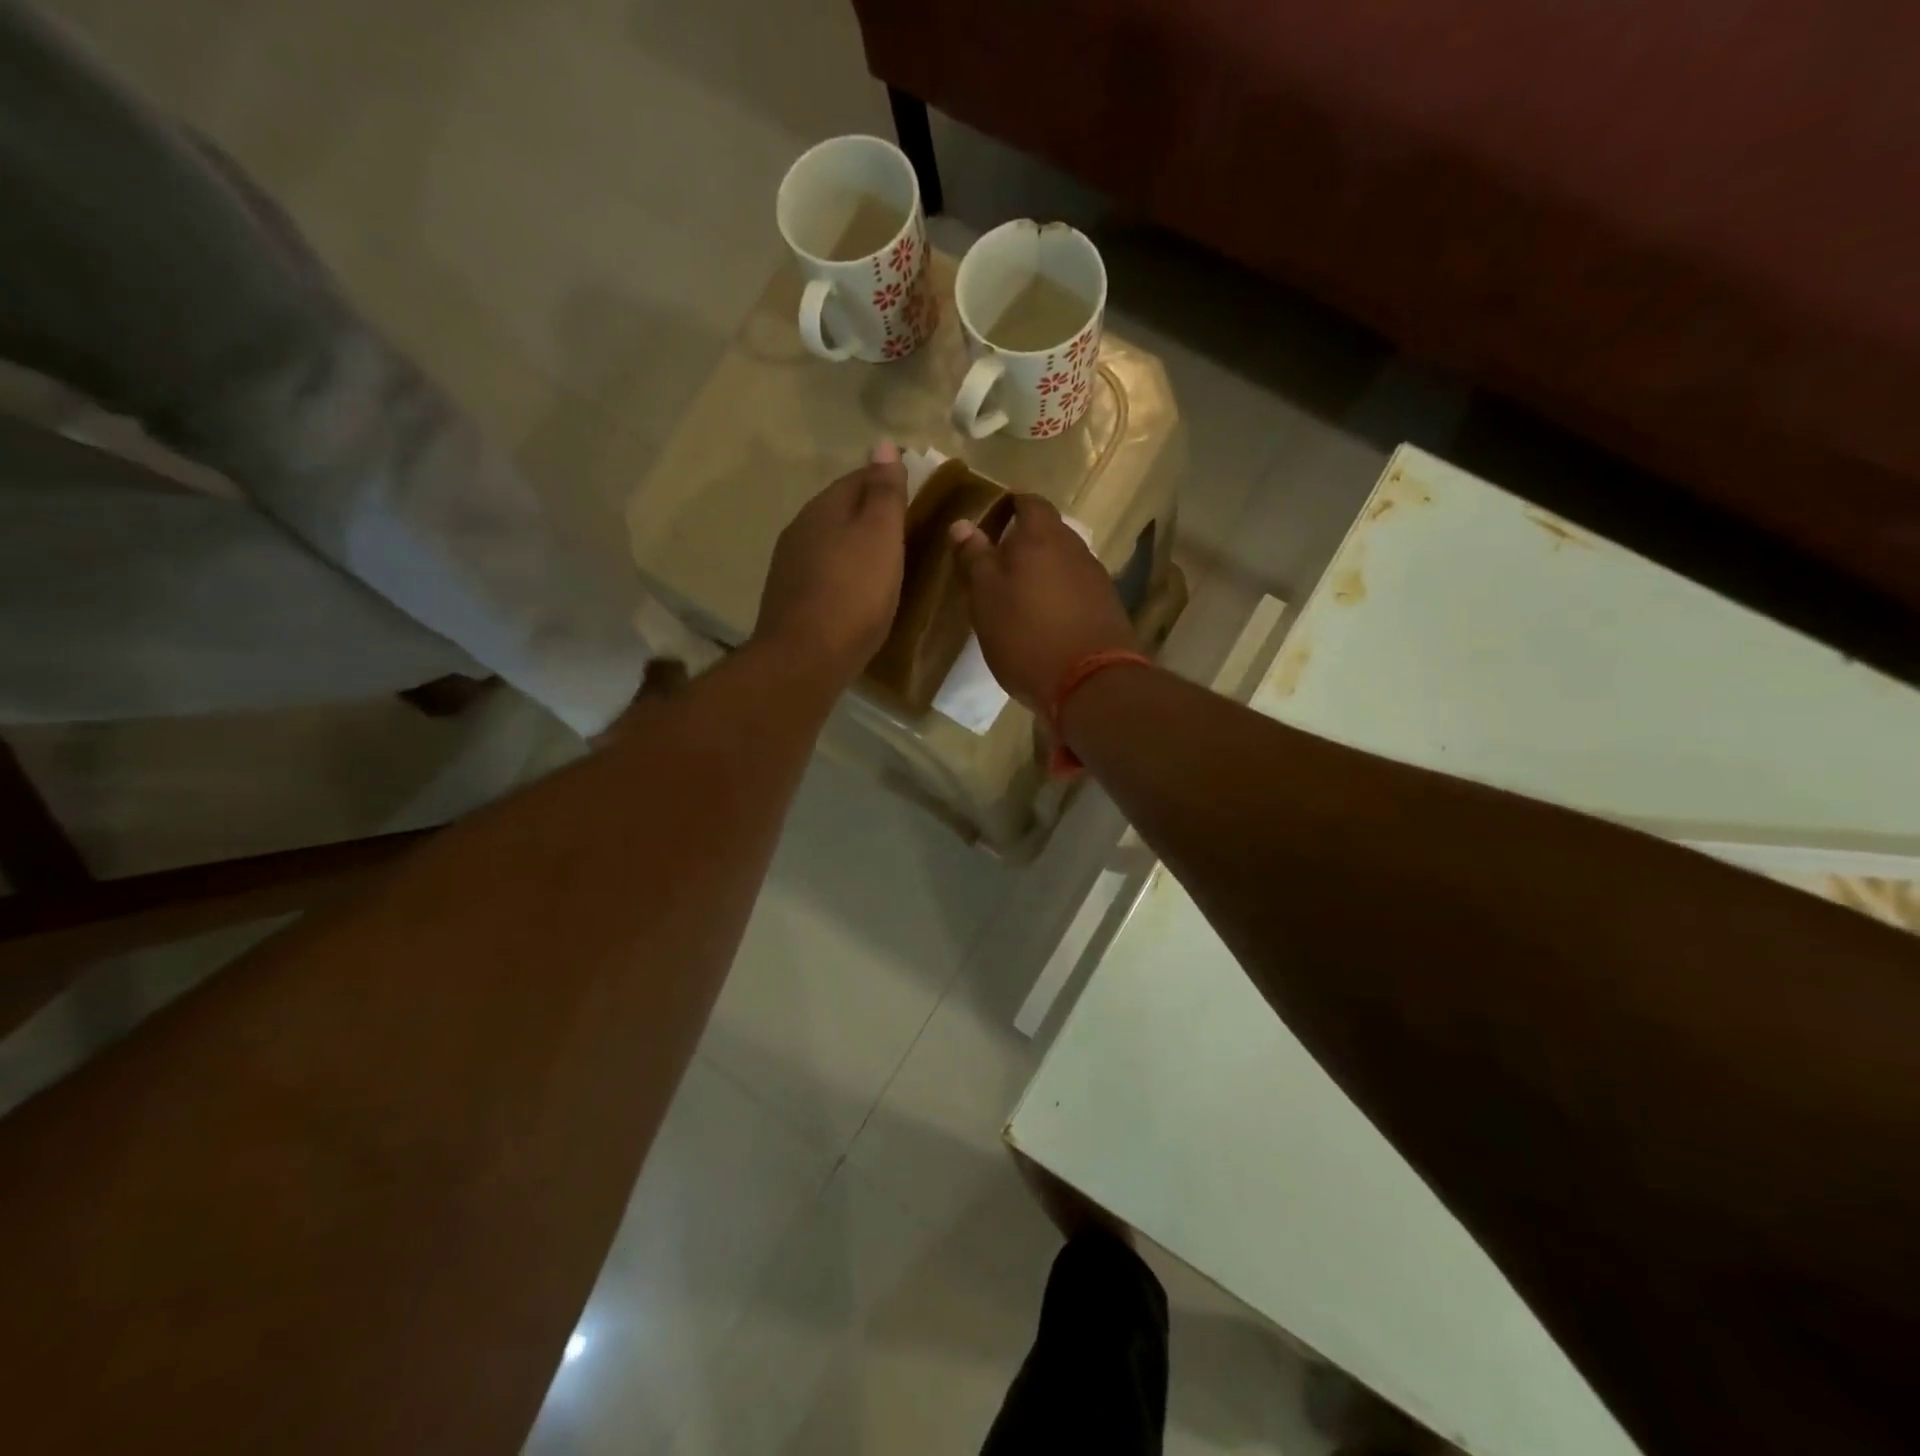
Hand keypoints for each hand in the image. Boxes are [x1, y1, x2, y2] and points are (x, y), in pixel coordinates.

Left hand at [755, 443, 908, 682]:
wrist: (806, 657)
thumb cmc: (854, 593)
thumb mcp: (880, 536)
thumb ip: (884, 492)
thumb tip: (881, 443)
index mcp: (824, 508)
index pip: (858, 478)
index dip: (886, 481)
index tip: (914, 494)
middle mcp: (801, 528)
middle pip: (841, 509)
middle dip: (870, 513)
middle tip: (905, 529)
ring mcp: (791, 565)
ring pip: (830, 541)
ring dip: (855, 544)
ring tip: (885, 560)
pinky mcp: (790, 598)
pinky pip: (823, 571)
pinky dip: (844, 572)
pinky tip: (858, 590)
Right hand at [949, 494, 1135, 710]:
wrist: (1091, 684)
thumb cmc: (1026, 636)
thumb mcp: (986, 599)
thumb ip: (974, 559)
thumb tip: (962, 524)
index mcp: (1042, 537)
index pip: (1029, 503)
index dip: (1011, 506)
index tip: (992, 519)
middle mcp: (1075, 549)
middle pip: (1050, 532)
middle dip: (1026, 541)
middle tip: (999, 562)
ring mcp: (1097, 579)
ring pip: (1065, 562)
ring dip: (1045, 570)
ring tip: (1021, 594)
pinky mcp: (1109, 608)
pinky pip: (1078, 589)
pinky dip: (1061, 595)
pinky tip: (1047, 619)